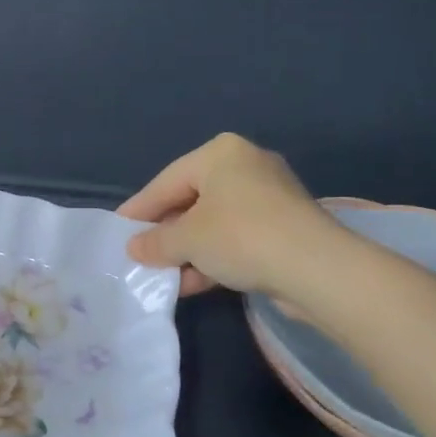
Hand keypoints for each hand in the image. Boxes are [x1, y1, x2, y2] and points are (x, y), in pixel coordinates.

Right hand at [119, 134, 344, 299]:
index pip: (166, 181)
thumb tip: (134, 248)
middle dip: (166, 232)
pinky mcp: (285, 226)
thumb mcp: (187, 240)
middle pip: (191, 200)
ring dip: (189, 250)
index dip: (139, 209)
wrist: (317, 268)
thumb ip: (156, 242)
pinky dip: (215, 257)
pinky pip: (237, 238)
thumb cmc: (241, 237)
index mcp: (220, 153)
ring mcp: (269, 196)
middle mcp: (246, 166)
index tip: (118, 229)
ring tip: (164, 276)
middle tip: (140, 254)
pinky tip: (193, 283)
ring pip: (215, 222)